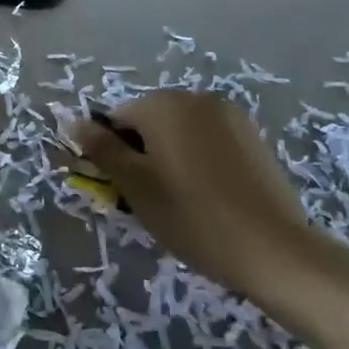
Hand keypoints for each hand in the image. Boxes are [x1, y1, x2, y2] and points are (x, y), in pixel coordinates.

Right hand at [69, 93, 319, 296]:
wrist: (273, 250)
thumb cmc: (192, 216)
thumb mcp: (135, 186)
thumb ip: (102, 149)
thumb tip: (74, 121)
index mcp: (163, 105)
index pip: (118, 120)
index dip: (114, 155)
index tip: (125, 191)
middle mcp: (195, 98)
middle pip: (150, 122)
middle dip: (143, 154)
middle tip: (151, 200)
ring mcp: (229, 116)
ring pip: (180, 132)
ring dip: (171, 157)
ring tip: (182, 202)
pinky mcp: (253, 137)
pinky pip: (209, 141)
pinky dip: (200, 161)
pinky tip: (210, 196)